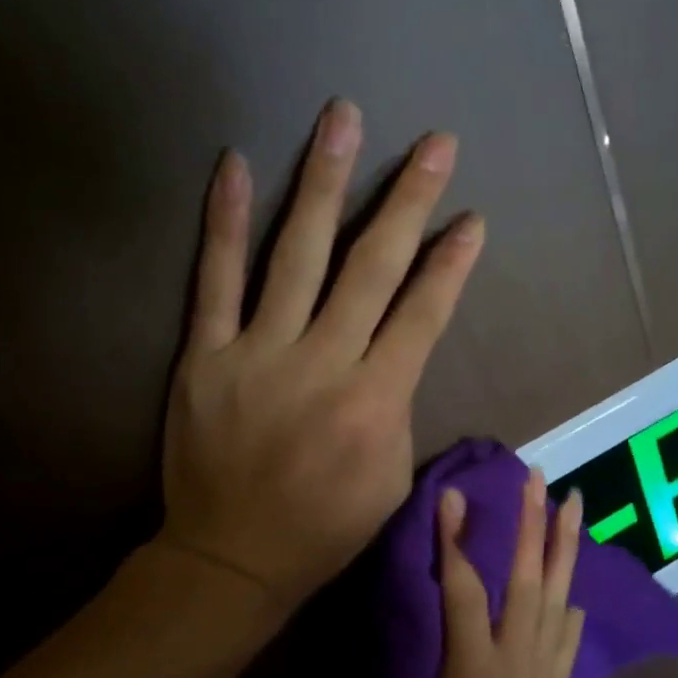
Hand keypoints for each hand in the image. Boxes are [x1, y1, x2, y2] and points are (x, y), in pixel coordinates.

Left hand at [159, 99, 484, 610]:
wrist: (232, 557)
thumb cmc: (326, 527)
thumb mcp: (392, 480)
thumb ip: (400, 407)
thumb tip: (399, 352)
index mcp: (375, 401)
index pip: (423, 315)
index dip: (451, 263)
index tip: (472, 217)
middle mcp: (322, 364)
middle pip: (371, 268)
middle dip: (408, 200)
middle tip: (434, 144)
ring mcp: (258, 353)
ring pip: (296, 255)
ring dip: (324, 183)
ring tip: (343, 119)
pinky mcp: (206, 355)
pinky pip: (215, 279)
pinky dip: (226, 221)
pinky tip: (236, 165)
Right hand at [383, 469, 585, 677]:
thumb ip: (415, 675)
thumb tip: (432, 646)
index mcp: (473, 667)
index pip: (465, 588)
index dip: (456, 540)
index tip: (453, 496)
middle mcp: (518, 660)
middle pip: (529, 579)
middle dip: (535, 524)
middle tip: (540, 479)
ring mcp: (544, 674)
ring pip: (559, 598)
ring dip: (567, 549)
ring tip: (574, 505)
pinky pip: (569, 638)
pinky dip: (571, 607)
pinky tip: (573, 587)